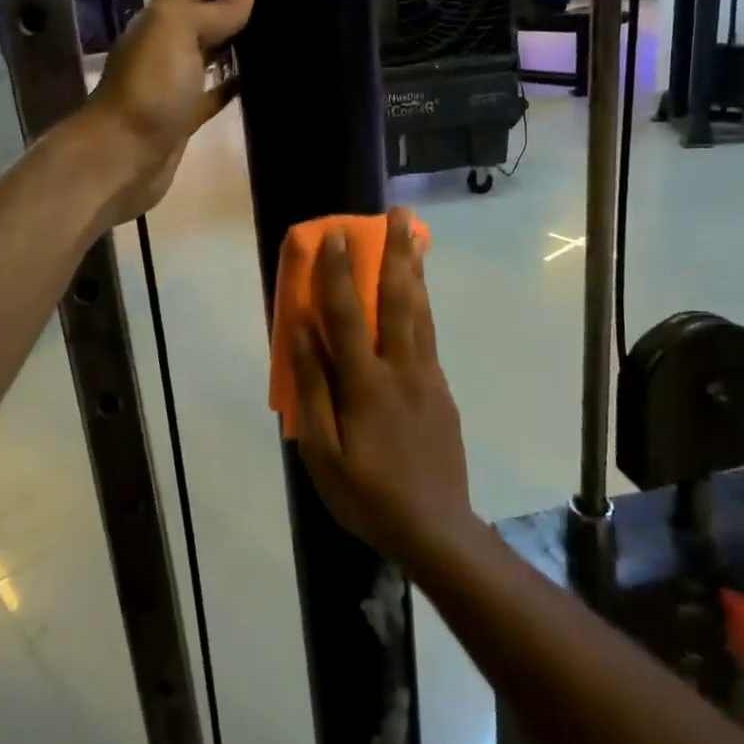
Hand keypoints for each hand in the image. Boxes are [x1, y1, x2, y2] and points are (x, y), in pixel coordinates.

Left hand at [85, 0, 253, 223]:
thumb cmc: (149, 88)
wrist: (122, 157)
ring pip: (213, 45)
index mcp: (164, 12)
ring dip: (239, 31)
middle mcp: (170, 39)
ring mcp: (178, 77)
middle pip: (205, 3)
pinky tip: (261, 74)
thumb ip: (213, 10)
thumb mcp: (176, 33)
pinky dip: (235, 80)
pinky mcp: (187, 112)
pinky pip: (216, 89)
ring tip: (280, 13)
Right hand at [290, 209, 476, 568]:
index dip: (337, 273)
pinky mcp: (442, 391)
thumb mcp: (323, 454)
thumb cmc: (368, 496)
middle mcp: (402, 370)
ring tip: (415, 236)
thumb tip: (301, 334)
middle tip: (398, 214)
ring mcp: (428, 378)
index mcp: (367, 385)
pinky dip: (423, 305)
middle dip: (396, 253)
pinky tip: (419, 296)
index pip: (348, 316)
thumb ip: (312, 390)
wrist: (436, 529)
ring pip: (422, 313)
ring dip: (415, 270)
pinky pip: (429, 337)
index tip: (333, 235)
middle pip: (399, 300)